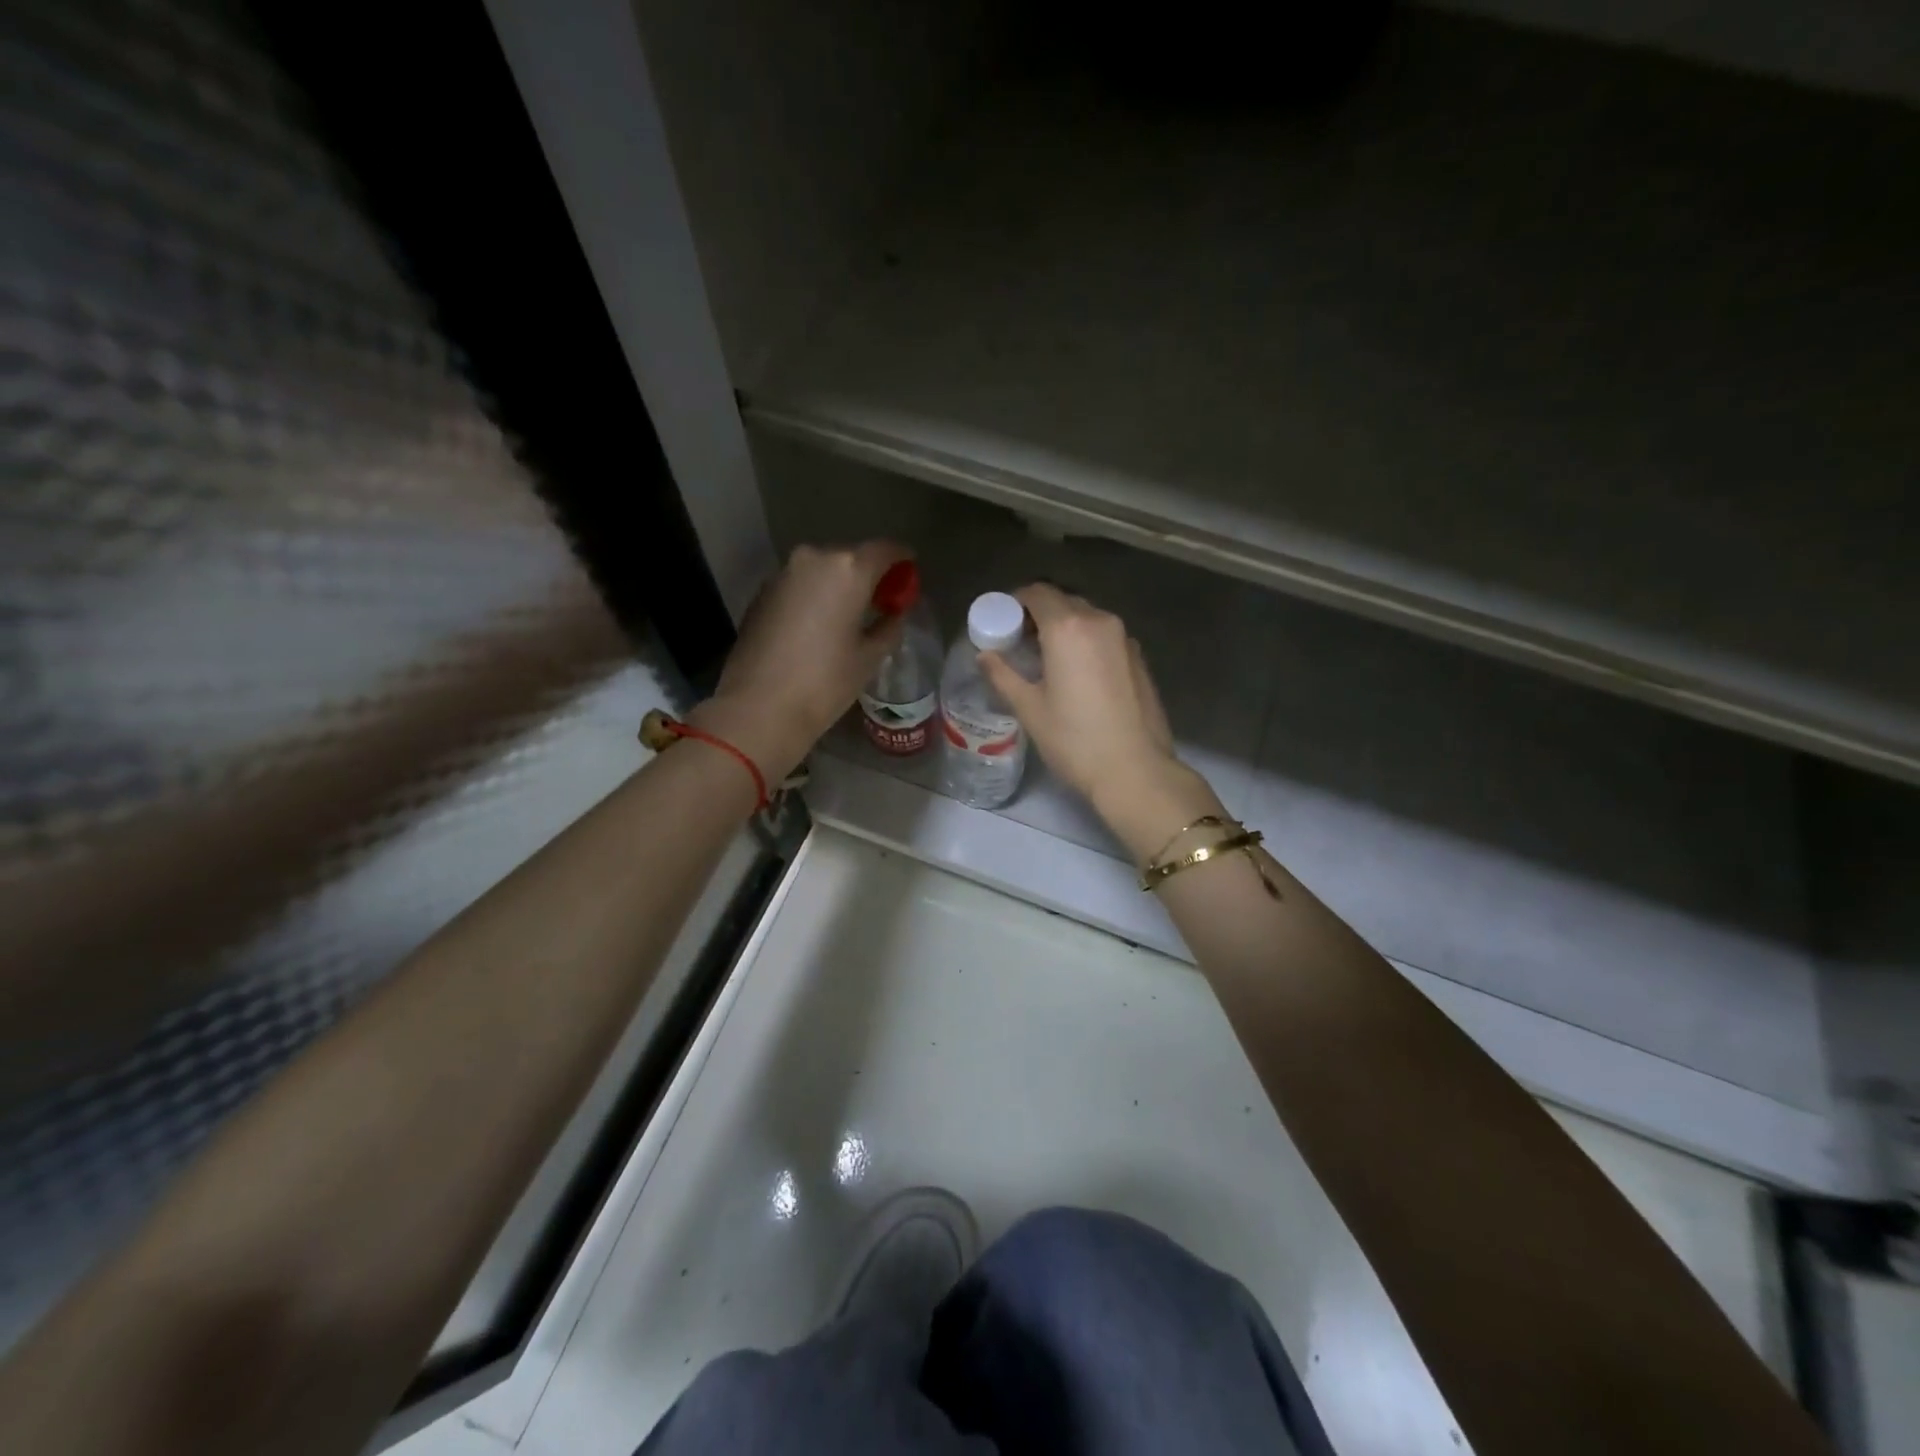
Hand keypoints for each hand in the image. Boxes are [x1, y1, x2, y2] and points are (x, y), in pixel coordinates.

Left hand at [690, 541, 908, 782]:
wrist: (758, 706)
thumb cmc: (825, 682)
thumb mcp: (869, 657)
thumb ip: (888, 627)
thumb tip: (893, 614)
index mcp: (848, 569)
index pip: (885, 550)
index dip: (901, 559)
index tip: (909, 572)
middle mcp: (814, 559)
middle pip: (850, 557)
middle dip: (868, 574)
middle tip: (881, 599)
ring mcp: (783, 574)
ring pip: (821, 570)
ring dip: (838, 585)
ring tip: (850, 613)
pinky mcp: (761, 593)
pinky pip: (799, 585)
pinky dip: (814, 596)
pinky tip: (818, 624)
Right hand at [979, 585, 1220, 857]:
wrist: (1135, 770)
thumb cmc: (1074, 740)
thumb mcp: (1029, 708)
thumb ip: (1003, 675)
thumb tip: (985, 655)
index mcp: (1068, 628)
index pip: (1037, 593)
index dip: (1015, 602)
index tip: (1002, 622)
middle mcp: (1099, 621)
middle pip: (1063, 602)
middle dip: (1039, 614)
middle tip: (1020, 641)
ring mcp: (1124, 638)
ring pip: (1087, 618)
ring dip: (1064, 627)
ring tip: (1047, 658)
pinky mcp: (1139, 658)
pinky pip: (1105, 636)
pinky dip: (1086, 641)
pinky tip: (1077, 673)